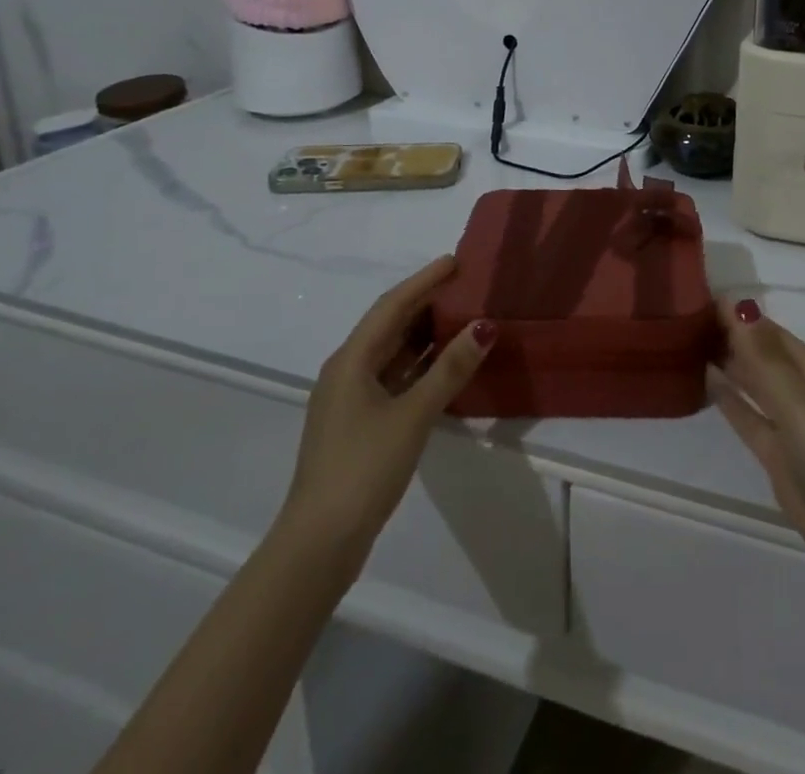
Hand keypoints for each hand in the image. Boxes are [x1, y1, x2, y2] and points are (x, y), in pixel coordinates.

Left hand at [276, 257, 493, 579]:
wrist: (319, 543)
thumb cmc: (363, 468)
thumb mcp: (413, 415)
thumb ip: (450, 369)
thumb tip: (485, 325)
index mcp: (351, 360)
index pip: (392, 305)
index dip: (425, 280)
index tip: (457, 261)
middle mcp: (347, 371)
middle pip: (390, 325)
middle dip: (427, 302)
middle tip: (468, 285)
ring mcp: (352, 399)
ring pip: (393, 352)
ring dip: (426, 335)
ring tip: (465, 317)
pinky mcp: (360, 423)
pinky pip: (395, 378)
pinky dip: (421, 365)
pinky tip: (447, 366)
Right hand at [712, 299, 804, 608]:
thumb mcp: (798, 402)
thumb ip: (762, 356)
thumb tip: (735, 304)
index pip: (765, 327)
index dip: (734, 311)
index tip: (691, 296)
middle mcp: (800, 387)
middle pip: (758, 351)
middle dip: (726, 333)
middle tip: (677, 318)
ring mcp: (789, 423)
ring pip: (750, 381)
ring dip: (724, 362)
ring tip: (682, 342)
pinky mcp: (777, 456)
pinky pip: (747, 416)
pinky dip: (727, 398)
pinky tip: (702, 381)